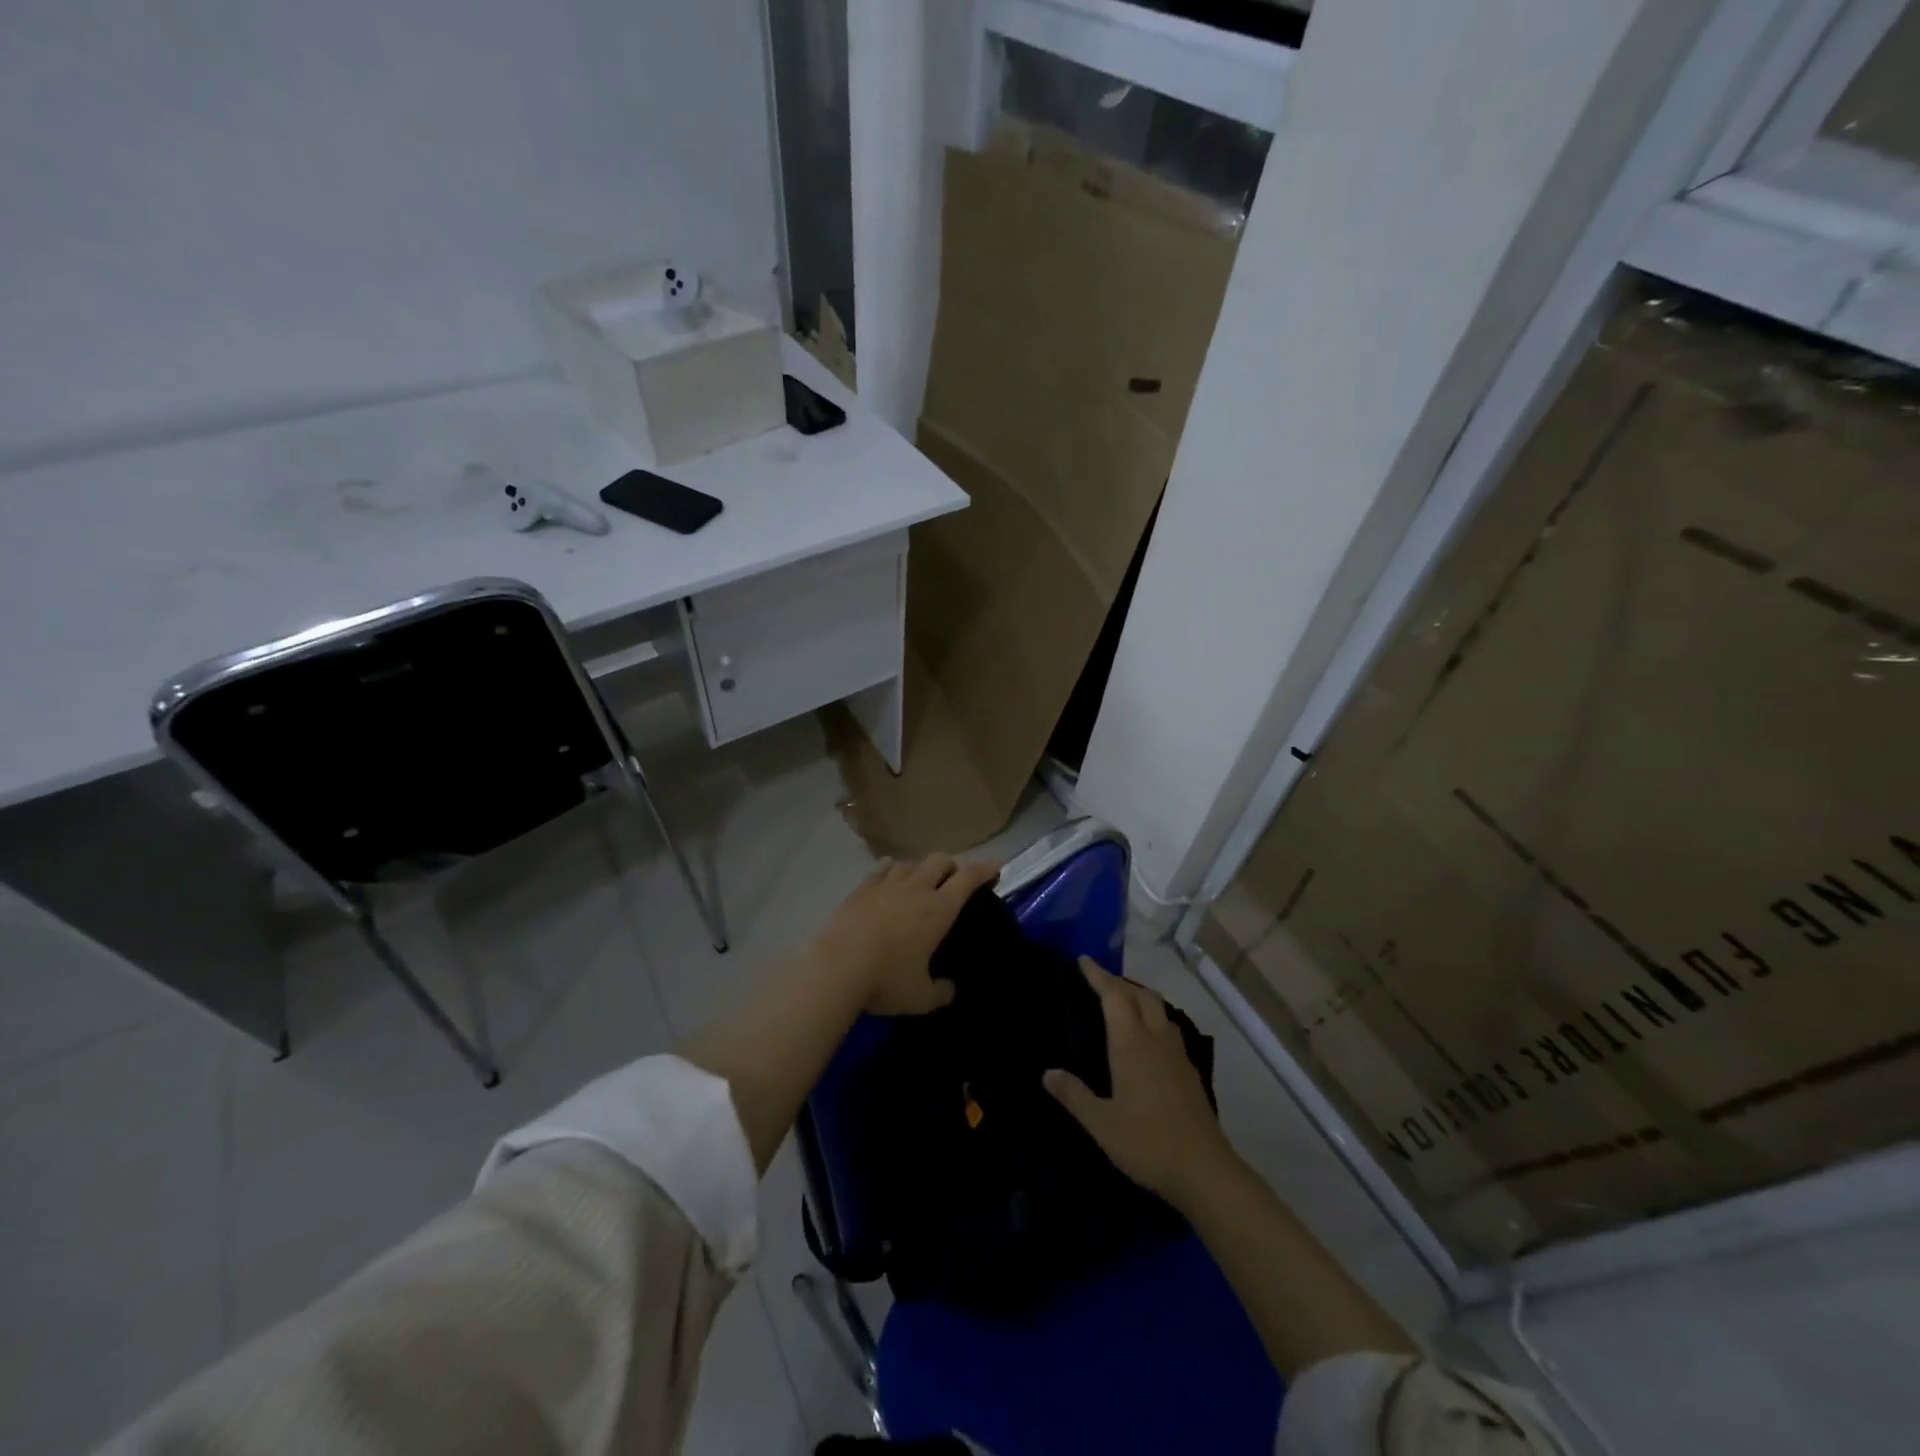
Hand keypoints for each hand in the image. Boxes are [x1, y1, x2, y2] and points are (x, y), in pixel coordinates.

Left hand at [807, 855, 1000, 1015]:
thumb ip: (941, 992)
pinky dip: (892, 870)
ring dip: (921, 869)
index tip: (996, 865)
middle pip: (940, 860)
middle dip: (952, 866)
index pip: (968, 877)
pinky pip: (882, 869)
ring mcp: (886, 884)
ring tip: (920, 882)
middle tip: (954, 880)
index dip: (985, 868)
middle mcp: (916, 888)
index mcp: (938, 909)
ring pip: (911, 862)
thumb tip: (949, 989)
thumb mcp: (920, 998)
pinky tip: (890, 878)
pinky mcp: (861, 888)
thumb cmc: (885, 981)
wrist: (835, 967)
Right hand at [1045, 961, 1237, 1206]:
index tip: (1083, 960)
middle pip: (1141, 995)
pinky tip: (1147, 1038)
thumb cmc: (1147, 1143)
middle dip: (1119, 981)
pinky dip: (1153, 1019)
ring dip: (1139, 997)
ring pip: (1159, 1010)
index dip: (1098, 975)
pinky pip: (1168, 1029)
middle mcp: (1156, 1040)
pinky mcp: (1189, 1073)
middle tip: (1098, 980)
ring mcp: (1177, 1055)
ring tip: (1122, 1002)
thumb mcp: (1101, 1123)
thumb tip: (1047, 1072)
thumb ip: (1074, 1095)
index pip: (1114, 996)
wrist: (1206, 1171)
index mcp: (1132, 1044)